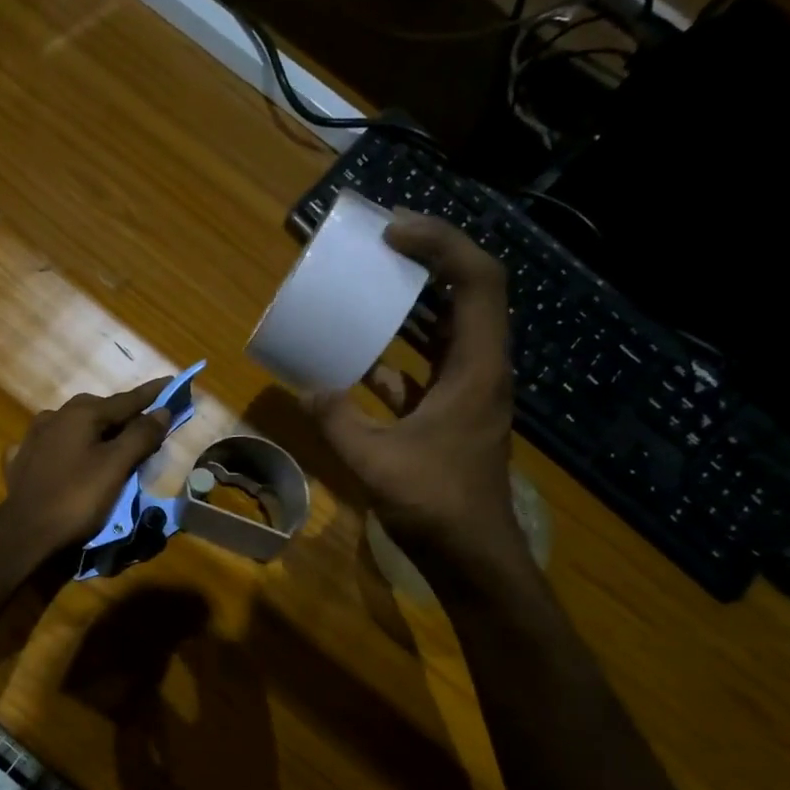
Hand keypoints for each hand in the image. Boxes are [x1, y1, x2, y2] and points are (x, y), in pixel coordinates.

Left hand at [1, 377, 172, 557]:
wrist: (25, 534)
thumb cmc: (76, 498)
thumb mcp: (116, 466)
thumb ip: (140, 436)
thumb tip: (162, 411)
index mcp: (80, 413)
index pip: (126, 399)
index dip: (152, 394)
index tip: (172, 383)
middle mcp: (55, 416)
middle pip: (100, 411)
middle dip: (125, 417)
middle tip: (147, 428)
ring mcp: (35, 437)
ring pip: (77, 427)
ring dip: (98, 432)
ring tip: (114, 446)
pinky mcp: (24, 460)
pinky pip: (58, 446)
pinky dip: (74, 449)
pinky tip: (76, 458)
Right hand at [306, 213, 521, 564]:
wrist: (471, 556)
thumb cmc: (434, 505)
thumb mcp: (374, 460)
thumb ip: (337, 420)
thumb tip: (308, 387)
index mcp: (476, 369)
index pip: (477, 281)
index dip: (441, 245)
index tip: (393, 233)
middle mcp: (481, 369)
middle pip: (468, 294)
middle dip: (429, 261)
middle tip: (382, 245)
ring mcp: (469, 391)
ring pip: (448, 329)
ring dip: (415, 304)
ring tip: (371, 284)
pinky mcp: (453, 413)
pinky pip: (427, 366)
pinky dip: (398, 353)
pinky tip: (360, 357)